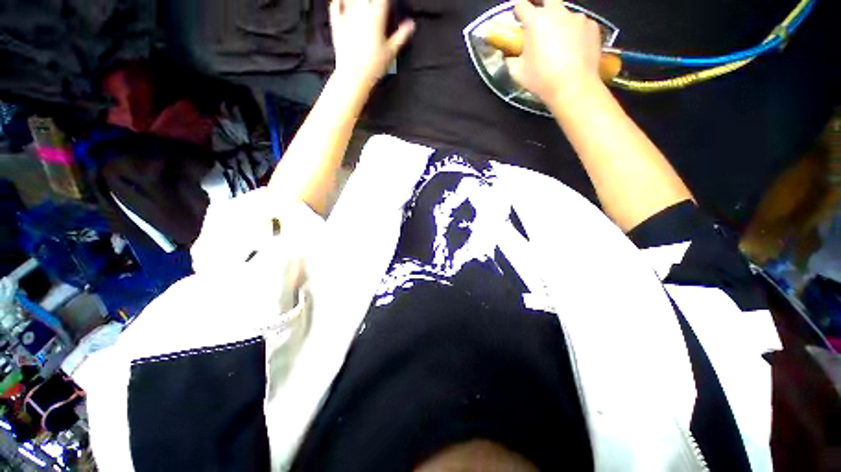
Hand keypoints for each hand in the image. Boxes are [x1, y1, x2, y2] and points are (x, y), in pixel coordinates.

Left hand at [330, 0, 414, 89]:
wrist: (353, 76)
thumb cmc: (373, 66)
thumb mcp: (391, 52)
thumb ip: (401, 35)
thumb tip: (411, 25)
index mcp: (376, 16)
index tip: (389, 2)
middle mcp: (360, 12)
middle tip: (376, 4)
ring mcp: (347, 17)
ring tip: (364, 4)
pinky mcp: (337, 25)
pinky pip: (335, 6)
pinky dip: (338, 0)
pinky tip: (340, 0)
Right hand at [505, 0, 602, 106]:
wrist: (574, 87)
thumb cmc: (541, 80)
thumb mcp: (518, 73)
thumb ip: (511, 59)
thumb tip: (509, 55)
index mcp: (535, 20)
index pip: (522, 5)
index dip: (518, 11)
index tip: (519, 20)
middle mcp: (557, 12)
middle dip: (541, 7)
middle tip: (540, 24)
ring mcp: (577, 17)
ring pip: (565, 13)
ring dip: (560, 23)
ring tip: (560, 43)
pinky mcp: (592, 25)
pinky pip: (580, 25)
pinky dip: (576, 33)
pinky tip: (574, 49)